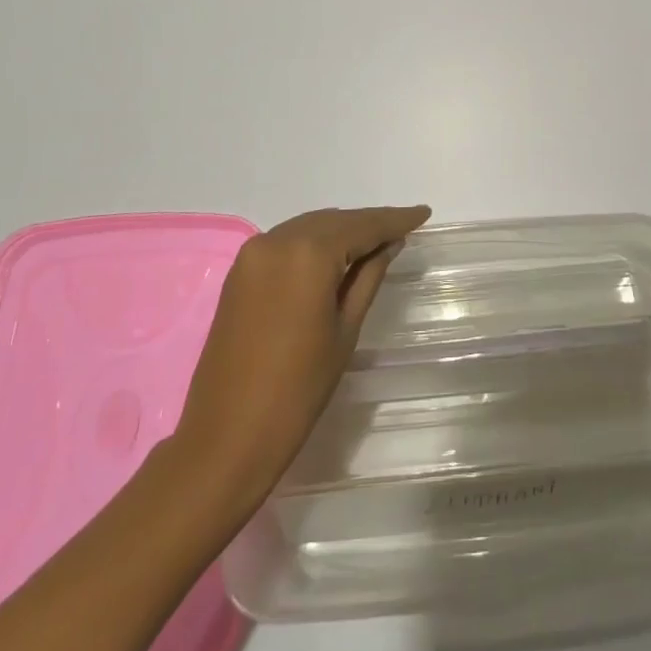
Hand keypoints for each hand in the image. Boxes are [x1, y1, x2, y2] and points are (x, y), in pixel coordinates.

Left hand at [171, 204, 430, 506]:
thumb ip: (369, 277)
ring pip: (310, 228)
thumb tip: (389, 244)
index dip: (395, 220)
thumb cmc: (298, 388)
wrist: (226, 436)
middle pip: (334, 221)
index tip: (423, 213)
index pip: (362, 226)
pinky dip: (315, 244)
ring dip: (342, 232)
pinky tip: (336, 256)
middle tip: (403, 229)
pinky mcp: (239, 271)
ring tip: (375, 242)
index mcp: (308, 253)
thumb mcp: (346, 329)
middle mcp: (276, 240)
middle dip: (368, 224)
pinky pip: (287, 242)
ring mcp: (252, 254)